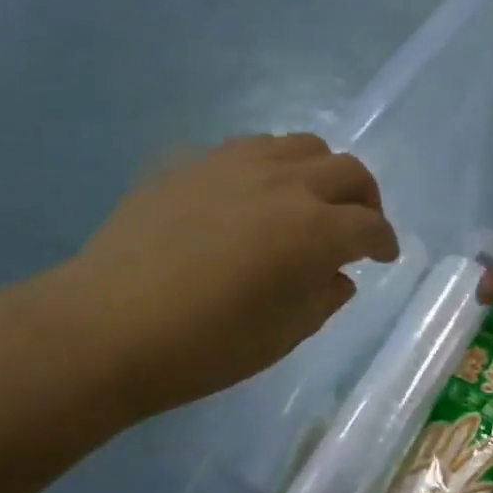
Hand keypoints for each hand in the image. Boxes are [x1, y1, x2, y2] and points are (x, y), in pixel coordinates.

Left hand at [34, 134, 398, 419]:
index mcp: (315, 230)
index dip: (385, 242)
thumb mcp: (284, 335)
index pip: (370, 226)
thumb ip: (324, 297)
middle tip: (358, 224)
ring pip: (302, 145)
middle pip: (348, 170)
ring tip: (309, 200)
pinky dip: (271, 167)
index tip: (385, 256)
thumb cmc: (205, 346)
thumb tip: (337, 275)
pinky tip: (253, 196)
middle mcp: (285, 183)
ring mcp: (236, 164)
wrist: (106, 327)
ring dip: (321, 172)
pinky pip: (250, 149)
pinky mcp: (193, 162)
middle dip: (366, 198)